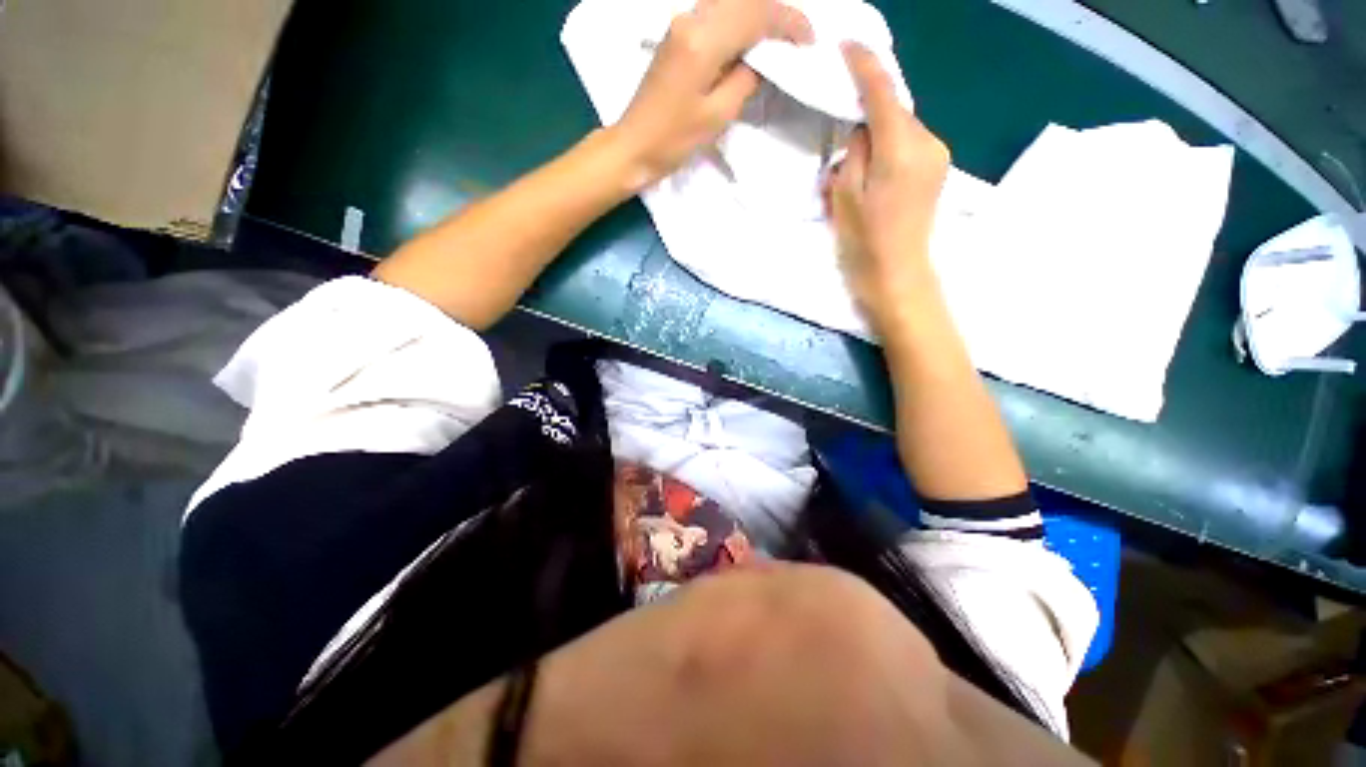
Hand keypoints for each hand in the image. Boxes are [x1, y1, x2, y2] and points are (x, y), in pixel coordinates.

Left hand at [613, 0, 812, 187]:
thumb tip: (764, 59)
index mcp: (703, 39)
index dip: (788, 22)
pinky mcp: (677, 34)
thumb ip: (746, 79)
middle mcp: (691, 19)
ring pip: (731, 2)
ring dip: (759, 15)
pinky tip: (750, 40)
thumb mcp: (718, 115)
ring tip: (779, 41)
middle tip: (798, 39)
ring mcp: (681, 23)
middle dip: (777, 13)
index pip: (756, 13)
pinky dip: (740, 21)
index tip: (809, 40)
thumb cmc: (674, 140)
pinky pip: (717, 14)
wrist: (634, 145)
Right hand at [827, 43, 950, 326]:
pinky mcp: (938, 170)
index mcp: (902, 149)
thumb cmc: (864, 244)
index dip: (865, 65)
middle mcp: (928, 143)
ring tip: (856, 169)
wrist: (898, 278)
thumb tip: (862, 129)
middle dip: (868, 114)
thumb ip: (854, 152)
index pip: (884, 92)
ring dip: (878, 137)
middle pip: (895, 109)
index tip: (848, 44)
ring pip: (902, 128)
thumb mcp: (845, 196)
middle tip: (843, 138)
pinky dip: (889, 149)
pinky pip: (909, 144)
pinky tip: (874, 175)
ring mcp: (938, 156)